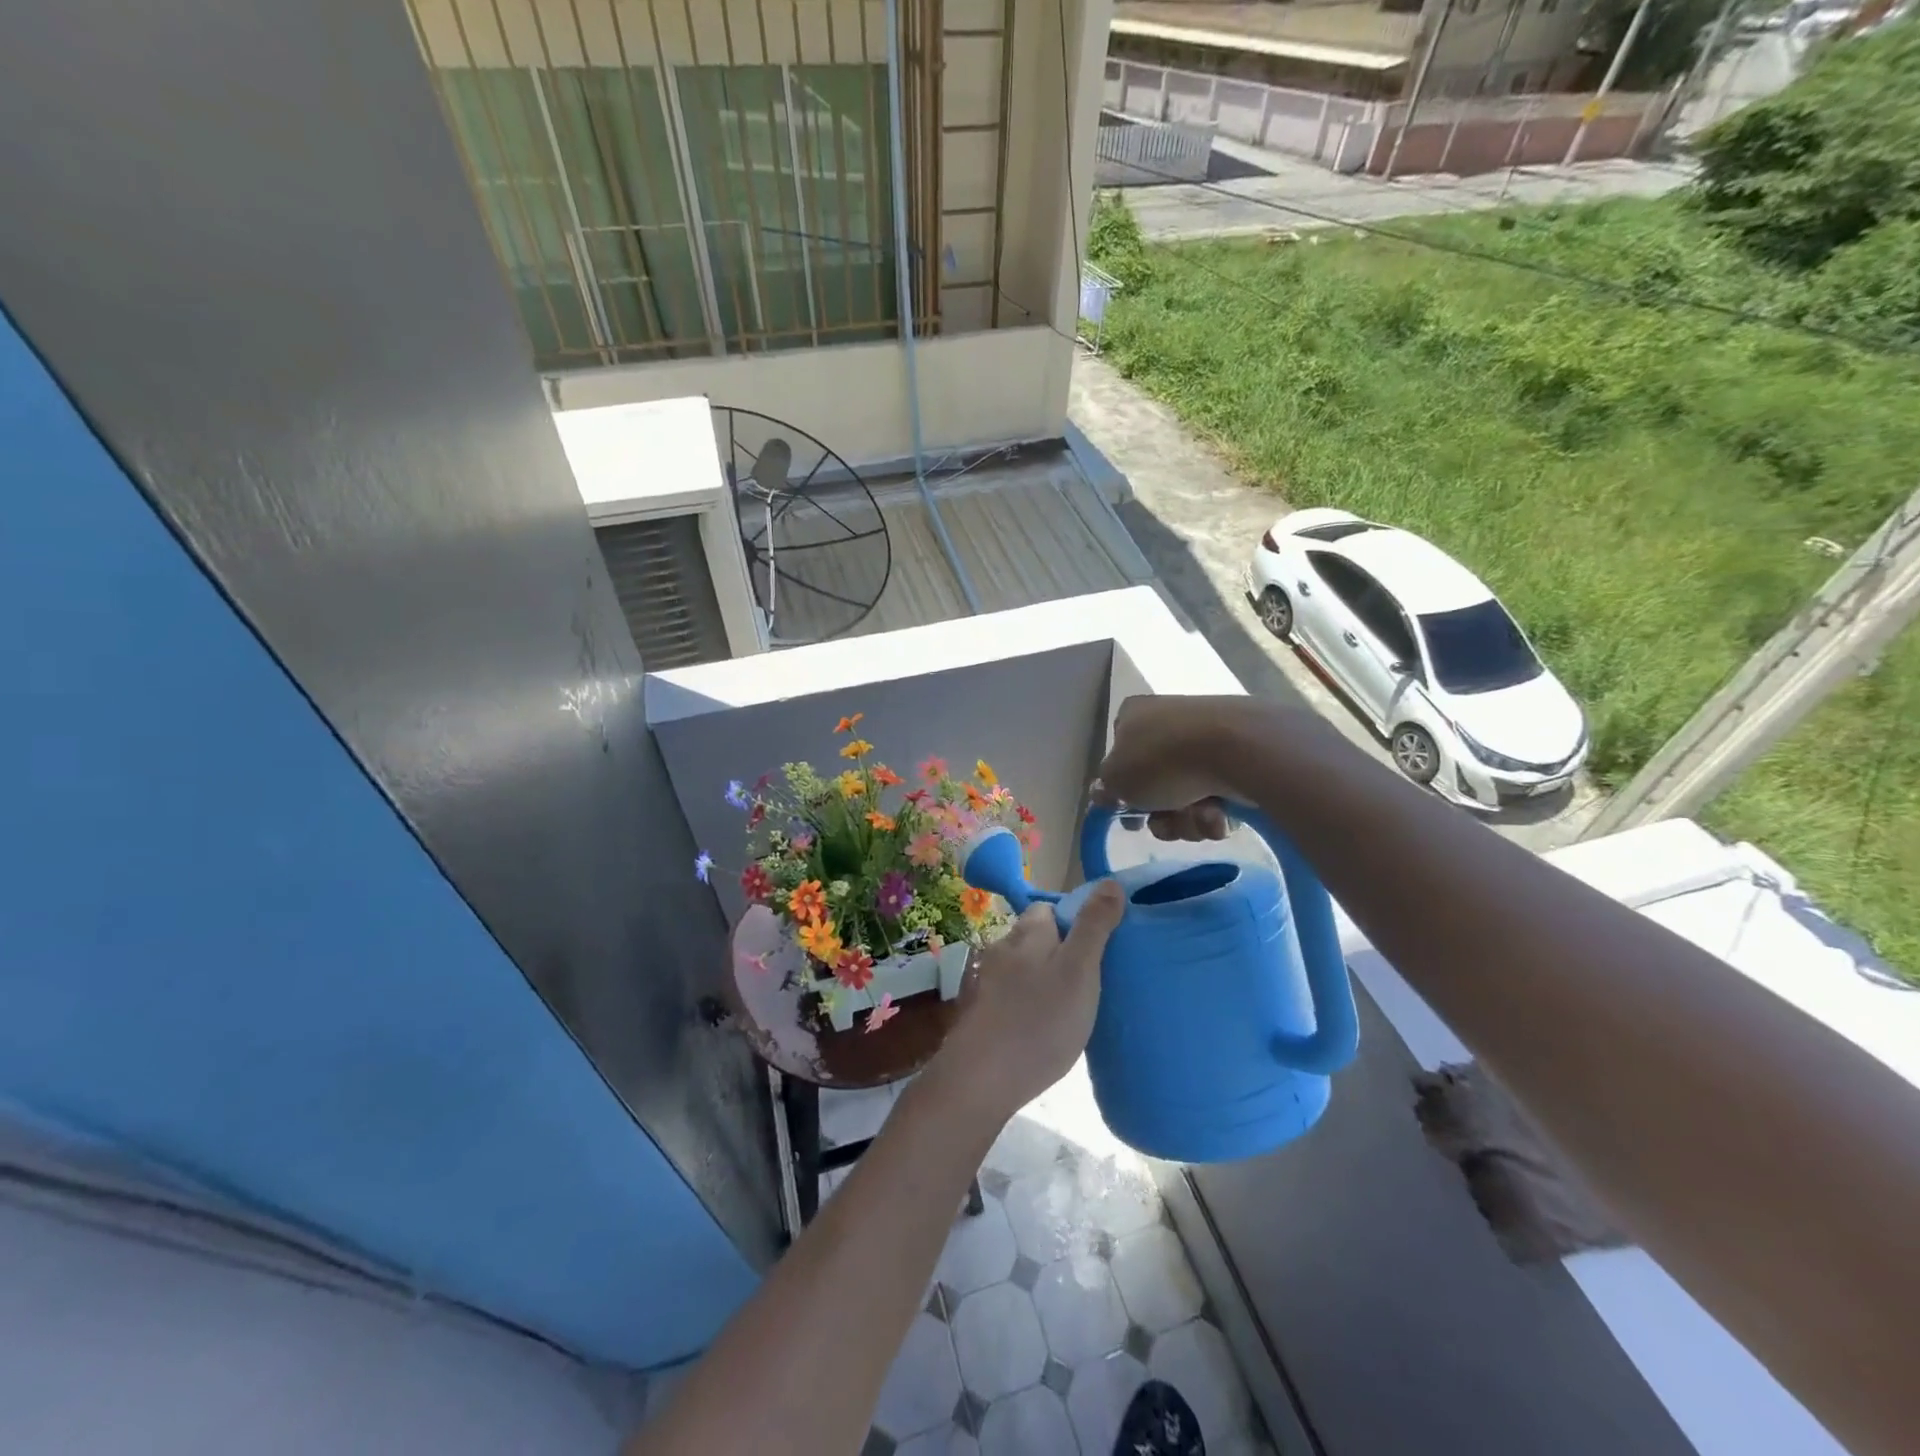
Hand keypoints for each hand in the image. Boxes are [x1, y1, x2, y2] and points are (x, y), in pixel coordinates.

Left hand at [933, 885, 1126, 1119]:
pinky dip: (1030, 1004)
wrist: (980, 1079)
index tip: (1099, 948)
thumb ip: (1094, 926)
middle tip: (1091, 982)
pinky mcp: (981, 1012)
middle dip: (1061, 952)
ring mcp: (987, 981)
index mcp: (1027, 932)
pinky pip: (1013, 996)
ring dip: (1045, 980)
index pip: (1049, 908)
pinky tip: (1044, 1028)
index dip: (1075, 921)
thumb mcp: (1080, 971)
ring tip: (1072, 1008)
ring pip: (1024, 968)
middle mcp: (1002, 948)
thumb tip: (1109, 882)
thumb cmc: (1039, 1020)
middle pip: (1036, 938)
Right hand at [1094, 696, 1261, 843]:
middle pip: (1156, 785)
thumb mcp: (1115, 779)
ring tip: (1202, 814)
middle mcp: (1168, 720)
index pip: (1119, 756)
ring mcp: (1206, 736)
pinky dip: (1217, 811)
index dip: (1123, 792)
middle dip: (1162, 815)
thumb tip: (1104, 792)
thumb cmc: (1162, 760)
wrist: (1237, 748)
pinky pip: (1219, 794)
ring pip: (1187, 797)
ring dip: (1189, 818)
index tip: (1132, 816)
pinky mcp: (1240, 755)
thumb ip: (1104, 789)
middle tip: (1168, 821)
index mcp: (1133, 715)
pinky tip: (1222, 812)